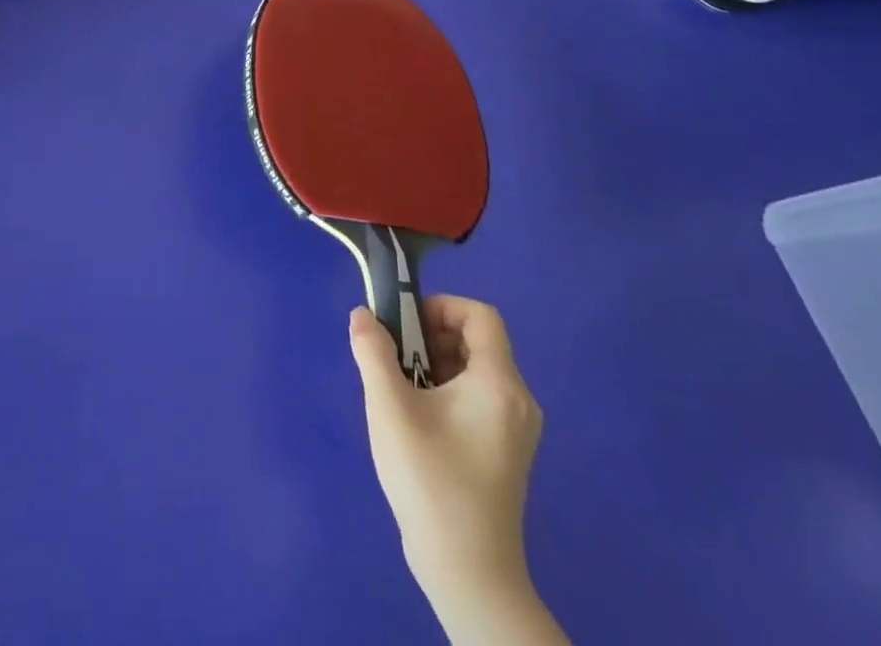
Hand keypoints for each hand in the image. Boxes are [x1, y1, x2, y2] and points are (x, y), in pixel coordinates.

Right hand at [350, 296, 543, 611]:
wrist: (467, 573)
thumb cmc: (430, 481)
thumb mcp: (389, 408)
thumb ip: (373, 352)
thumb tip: (363, 315)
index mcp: (499, 384)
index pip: (480, 315)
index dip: (440, 306)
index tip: (404, 326)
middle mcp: (517, 400)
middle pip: (475, 341)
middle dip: (429, 336)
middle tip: (394, 358)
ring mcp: (515, 429)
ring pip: (473, 369)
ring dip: (433, 364)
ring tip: (399, 390)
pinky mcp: (505, 450)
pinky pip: (476, 396)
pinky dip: (445, 390)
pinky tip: (416, 418)